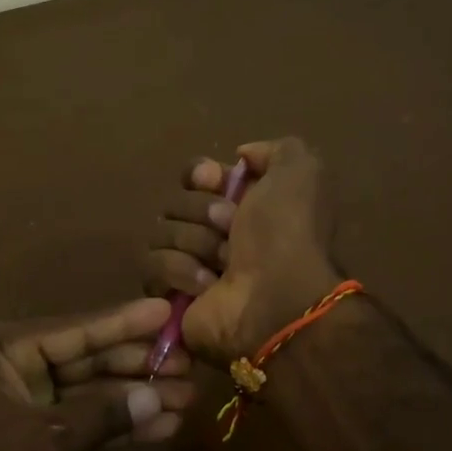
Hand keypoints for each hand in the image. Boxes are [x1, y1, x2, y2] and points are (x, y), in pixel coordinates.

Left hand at [0, 298, 195, 450]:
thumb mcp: (42, 442)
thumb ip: (101, 416)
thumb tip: (158, 396)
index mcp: (0, 348)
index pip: (74, 330)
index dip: (124, 323)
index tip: (167, 310)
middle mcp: (11, 365)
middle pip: (85, 359)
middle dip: (136, 367)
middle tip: (188, 364)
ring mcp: (20, 401)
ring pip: (86, 393)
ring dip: (131, 400)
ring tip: (185, 400)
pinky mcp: (27, 436)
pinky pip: (78, 423)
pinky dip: (112, 428)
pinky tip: (157, 428)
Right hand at [143, 137, 340, 362]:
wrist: (276, 300)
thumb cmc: (286, 234)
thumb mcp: (300, 173)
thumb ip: (277, 150)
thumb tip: (242, 157)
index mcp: (245, 205)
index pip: (197, 175)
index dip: (200, 174)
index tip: (212, 180)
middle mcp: (217, 233)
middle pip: (176, 202)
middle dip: (201, 212)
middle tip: (229, 229)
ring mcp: (192, 264)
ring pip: (161, 232)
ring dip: (194, 243)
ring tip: (222, 264)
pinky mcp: (170, 295)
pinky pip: (152, 265)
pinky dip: (180, 271)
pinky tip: (206, 286)